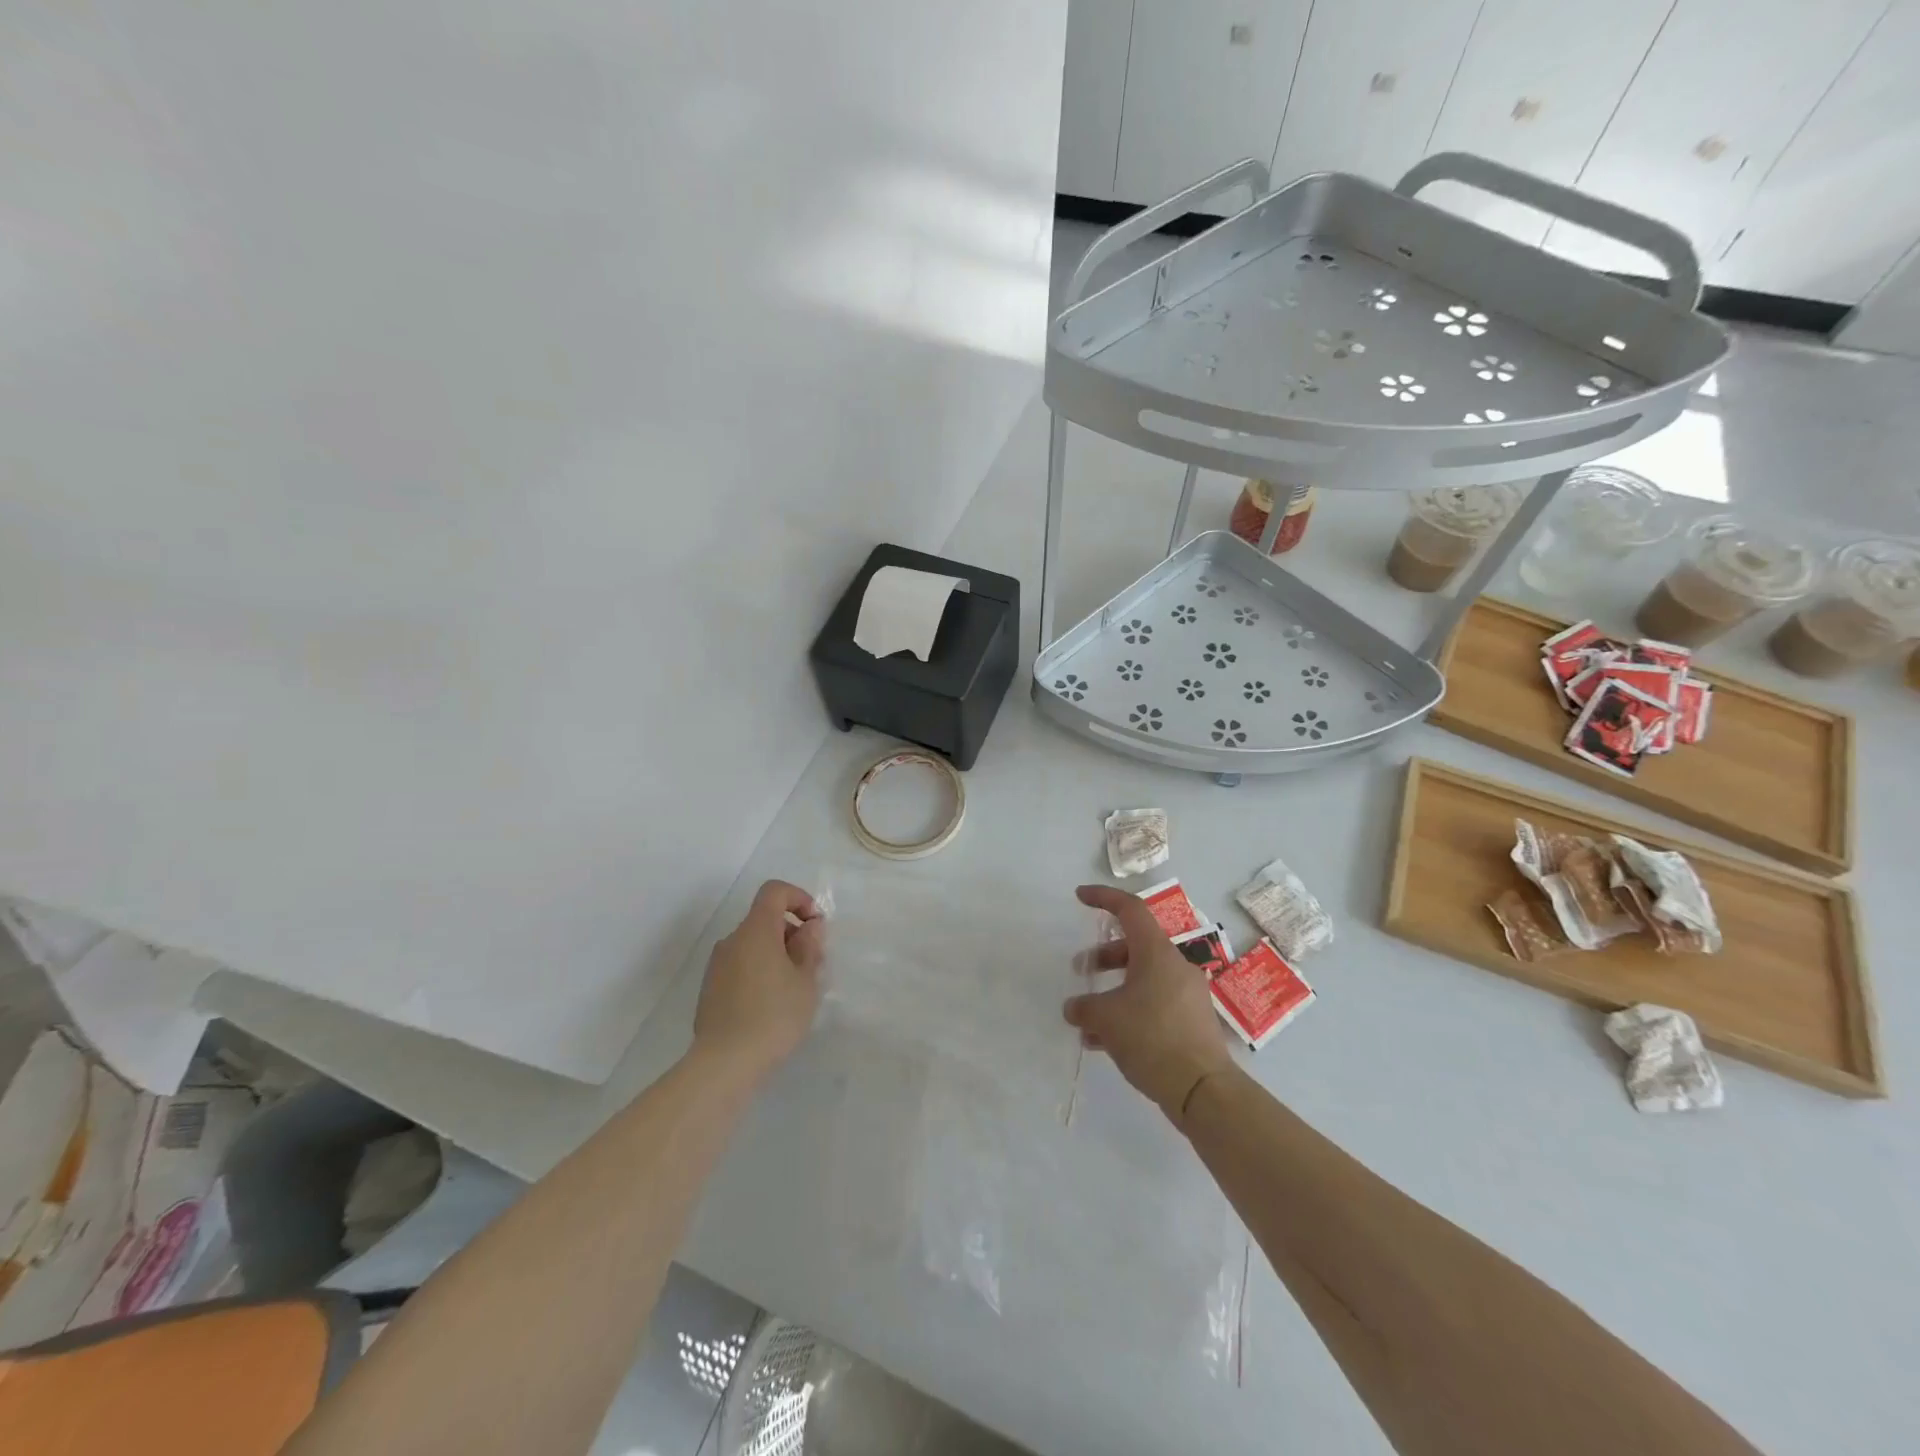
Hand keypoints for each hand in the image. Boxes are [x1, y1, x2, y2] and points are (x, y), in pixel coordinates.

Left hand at [692, 880, 825, 1082]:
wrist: (724, 1063)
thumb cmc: (774, 1016)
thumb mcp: (806, 981)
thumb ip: (810, 947)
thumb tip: (809, 927)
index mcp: (756, 930)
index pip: (774, 892)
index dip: (798, 898)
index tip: (815, 925)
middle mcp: (732, 940)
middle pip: (764, 919)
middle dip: (792, 933)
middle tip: (812, 965)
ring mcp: (717, 965)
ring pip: (753, 945)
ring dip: (776, 954)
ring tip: (794, 989)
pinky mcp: (710, 989)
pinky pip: (741, 966)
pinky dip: (760, 972)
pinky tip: (772, 1005)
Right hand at [1066, 884, 1234, 1123]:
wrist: (1203, 1089)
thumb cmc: (1152, 1038)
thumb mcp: (1106, 1019)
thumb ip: (1084, 1007)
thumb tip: (1074, 1008)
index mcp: (1156, 953)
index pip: (1130, 909)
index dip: (1103, 897)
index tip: (1080, 897)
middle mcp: (1175, 966)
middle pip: (1135, 946)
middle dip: (1104, 956)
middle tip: (1080, 970)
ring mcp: (1187, 994)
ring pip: (1143, 978)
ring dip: (1113, 989)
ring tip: (1088, 1017)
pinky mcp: (1192, 1021)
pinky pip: (1154, 1003)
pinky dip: (1129, 1011)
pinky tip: (1105, 1041)